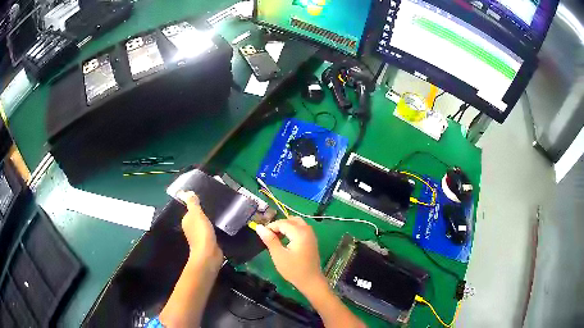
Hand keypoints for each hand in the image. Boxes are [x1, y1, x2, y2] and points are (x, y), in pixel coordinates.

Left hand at [178, 191, 222, 269]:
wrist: (209, 253)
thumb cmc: (201, 232)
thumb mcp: (196, 214)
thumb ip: (192, 203)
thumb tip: (187, 192)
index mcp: (186, 220)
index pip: (190, 209)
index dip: (196, 204)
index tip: (206, 199)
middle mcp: (191, 228)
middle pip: (198, 217)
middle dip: (204, 212)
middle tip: (216, 203)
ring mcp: (200, 236)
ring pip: (205, 224)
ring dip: (210, 220)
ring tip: (221, 212)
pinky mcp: (209, 241)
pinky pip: (211, 231)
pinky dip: (215, 228)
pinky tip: (222, 224)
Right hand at [255, 217, 325, 293]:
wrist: (311, 281)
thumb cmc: (293, 269)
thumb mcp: (278, 255)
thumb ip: (270, 239)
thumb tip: (259, 227)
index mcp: (300, 233)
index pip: (282, 223)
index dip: (271, 226)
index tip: (262, 235)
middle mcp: (307, 230)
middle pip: (290, 220)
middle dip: (278, 225)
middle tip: (269, 236)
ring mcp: (311, 234)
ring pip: (297, 223)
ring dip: (286, 227)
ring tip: (276, 237)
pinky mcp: (312, 240)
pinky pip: (301, 228)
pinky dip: (292, 230)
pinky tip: (286, 240)